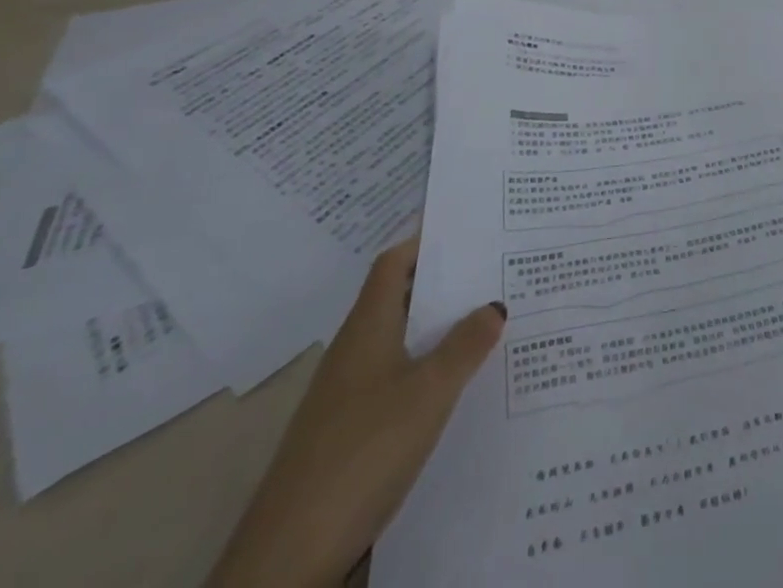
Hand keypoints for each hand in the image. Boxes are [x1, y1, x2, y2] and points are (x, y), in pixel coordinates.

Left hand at [207, 239, 504, 587]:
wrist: (287, 559)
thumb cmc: (363, 452)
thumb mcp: (429, 393)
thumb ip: (466, 345)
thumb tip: (495, 303)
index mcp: (368, 327)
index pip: (394, 263)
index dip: (426, 240)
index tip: (467, 227)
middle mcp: (354, 350)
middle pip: (399, 298)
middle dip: (443, 282)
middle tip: (494, 270)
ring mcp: (345, 394)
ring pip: (399, 340)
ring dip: (437, 327)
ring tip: (488, 321)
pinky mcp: (346, 433)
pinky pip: (395, 378)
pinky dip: (426, 367)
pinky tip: (455, 386)